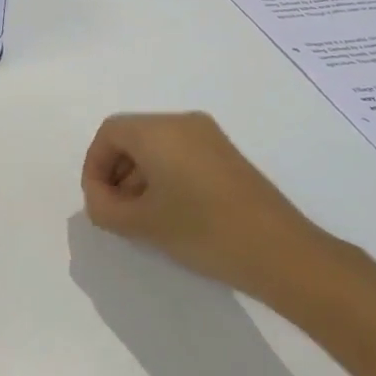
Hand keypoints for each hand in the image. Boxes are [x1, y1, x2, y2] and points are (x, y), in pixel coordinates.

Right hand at [80, 112, 354, 311]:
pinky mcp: (226, 155)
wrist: (280, 252)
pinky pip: (180, 154)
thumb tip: (98, 197)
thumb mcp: (141, 224)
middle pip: (132, 136)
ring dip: (138, 177)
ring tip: (142, 218)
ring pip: (156, 146)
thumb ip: (103, 208)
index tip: (98, 203)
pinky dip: (163, 176)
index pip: (109, 133)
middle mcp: (184, 123)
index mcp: (160, 130)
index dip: (94, 166)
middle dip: (115, 172)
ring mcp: (209, 137)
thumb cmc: (203, 231)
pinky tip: (170, 213)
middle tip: (117, 213)